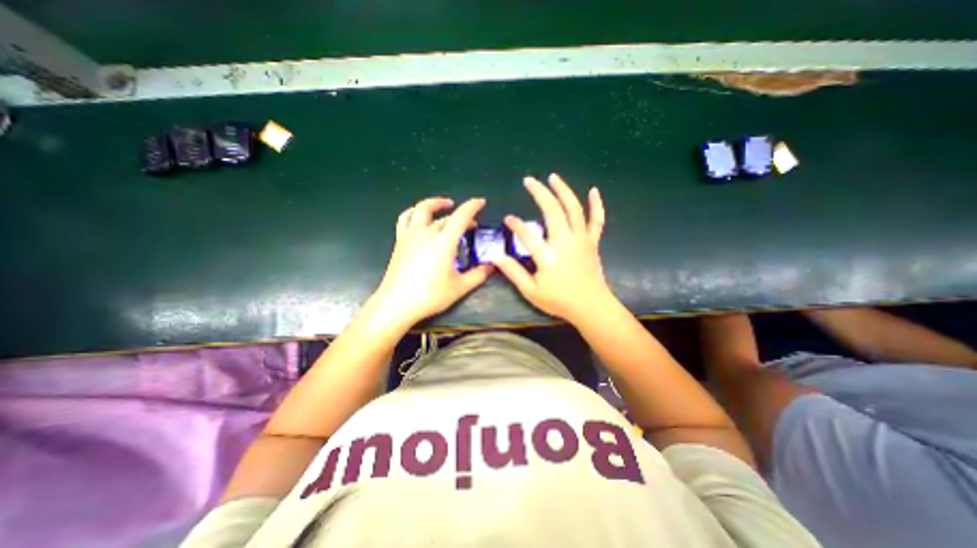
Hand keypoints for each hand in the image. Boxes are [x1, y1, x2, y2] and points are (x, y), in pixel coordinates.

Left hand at [374, 195, 496, 325]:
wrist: (396, 304)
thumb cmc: (430, 296)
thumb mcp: (459, 287)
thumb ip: (478, 275)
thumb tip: (492, 266)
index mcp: (443, 242)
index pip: (460, 217)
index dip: (472, 206)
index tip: (481, 202)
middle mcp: (426, 233)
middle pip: (445, 216)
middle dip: (460, 215)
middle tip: (471, 224)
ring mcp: (410, 236)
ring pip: (421, 210)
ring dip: (434, 204)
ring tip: (444, 205)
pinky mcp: (400, 241)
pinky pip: (405, 219)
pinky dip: (414, 212)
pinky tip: (419, 217)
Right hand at [492, 174, 611, 323]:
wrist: (591, 306)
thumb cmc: (559, 300)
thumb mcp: (531, 291)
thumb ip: (513, 272)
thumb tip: (495, 257)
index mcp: (548, 256)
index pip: (527, 234)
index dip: (516, 224)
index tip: (508, 218)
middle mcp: (565, 242)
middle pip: (552, 210)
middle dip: (540, 193)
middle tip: (529, 180)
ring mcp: (582, 239)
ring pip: (573, 209)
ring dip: (563, 190)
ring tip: (553, 177)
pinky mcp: (592, 241)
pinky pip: (597, 219)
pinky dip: (596, 204)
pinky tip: (593, 190)